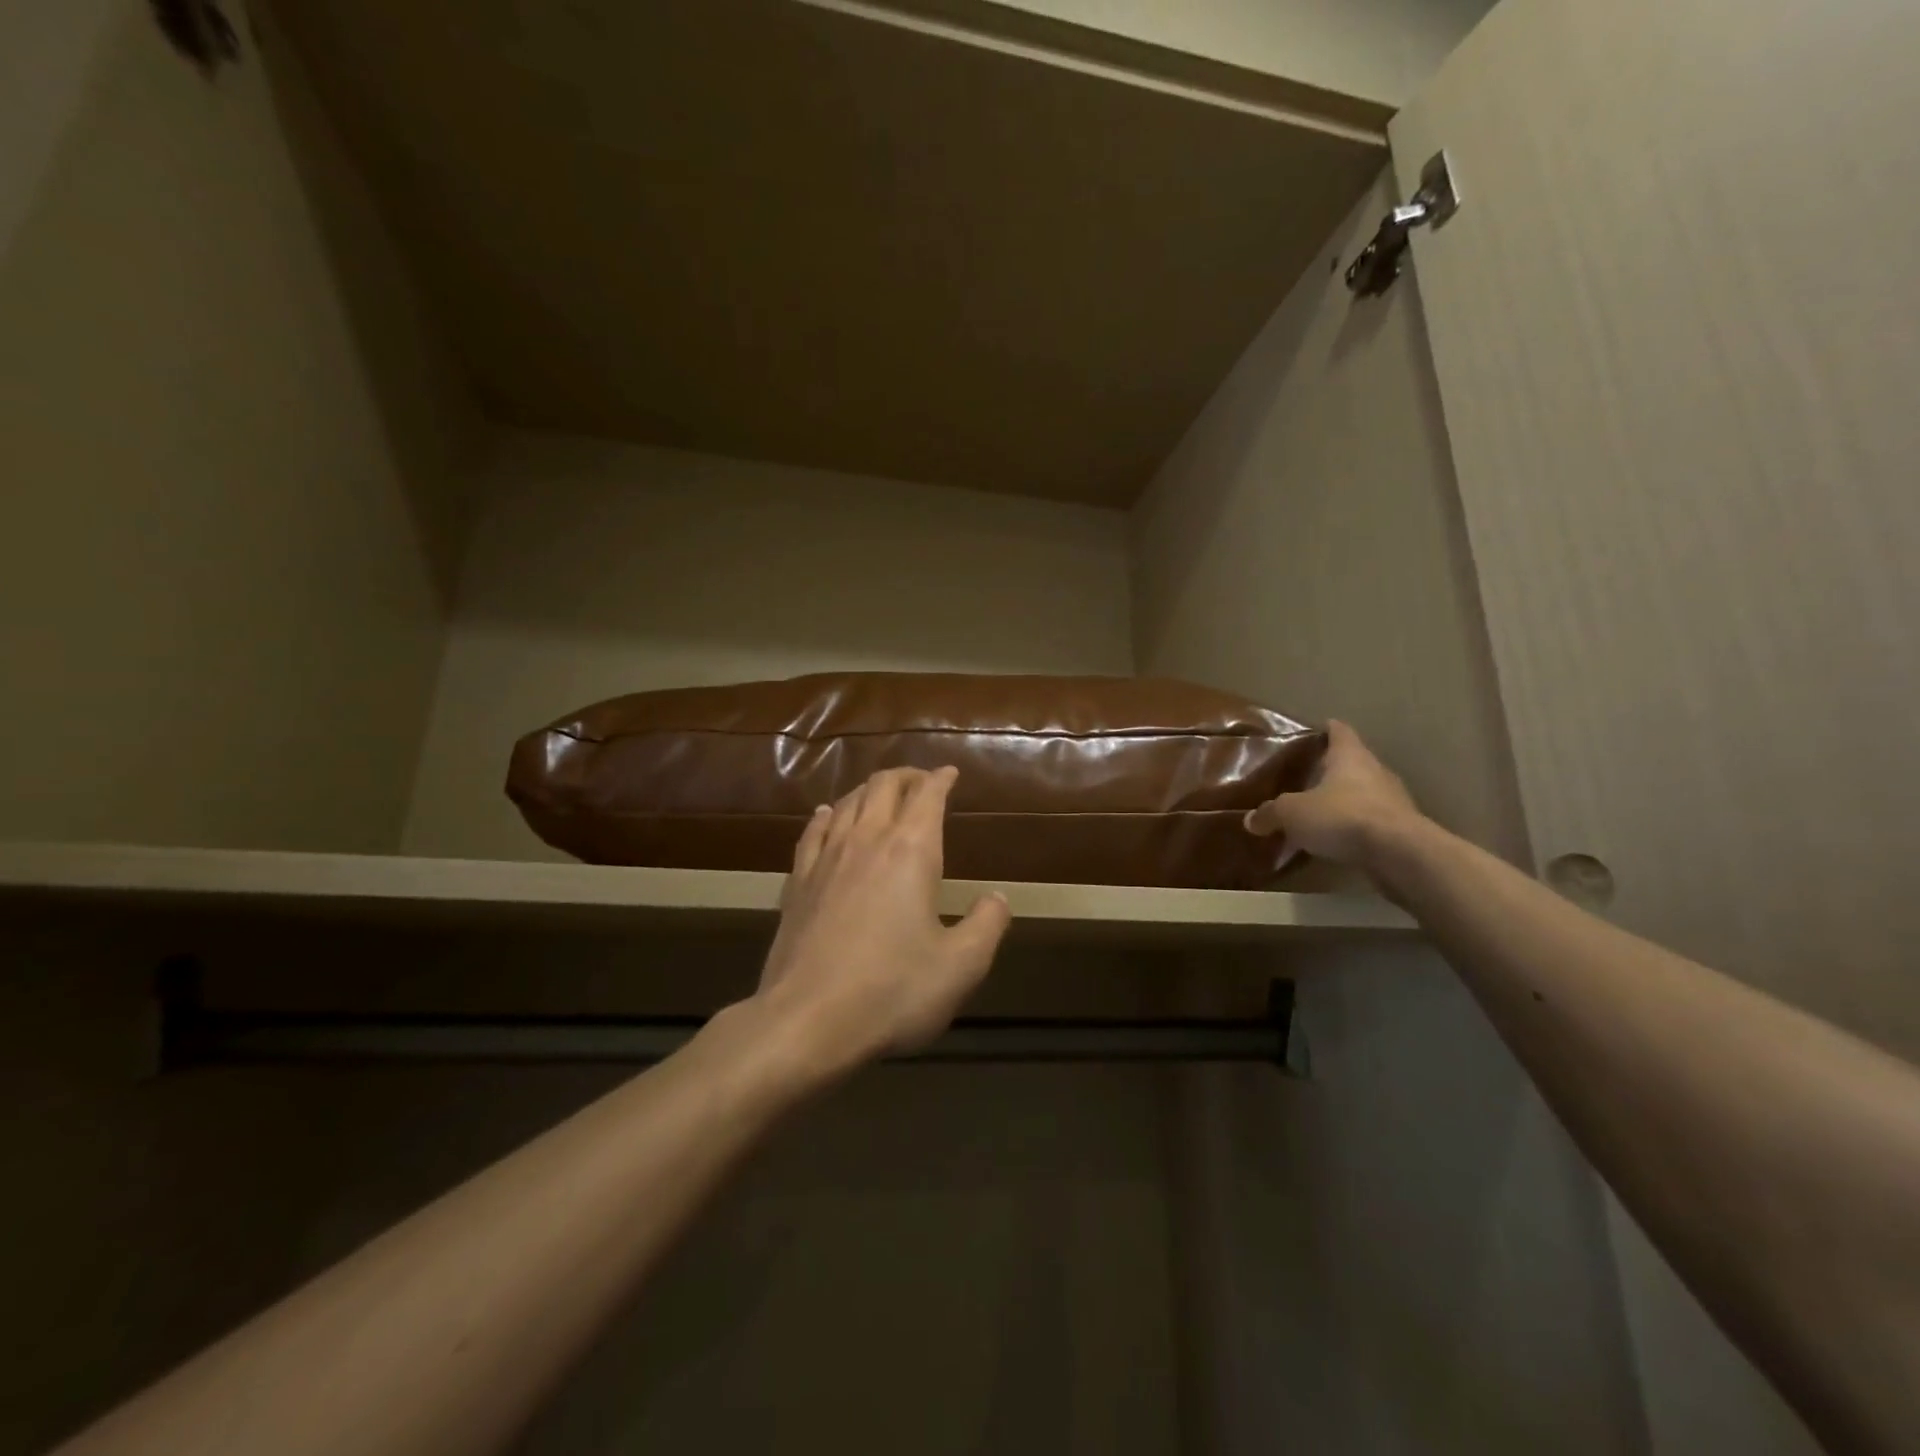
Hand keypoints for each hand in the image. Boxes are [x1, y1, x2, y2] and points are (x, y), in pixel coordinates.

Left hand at [754, 766, 1010, 1070]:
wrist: (806, 1020)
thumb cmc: (892, 991)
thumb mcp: (961, 966)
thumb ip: (987, 925)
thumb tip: (998, 898)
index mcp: (911, 852)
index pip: (927, 796)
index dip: (941, 779)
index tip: (950, 773)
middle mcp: (867, 841)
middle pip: (883, 787)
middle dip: (906, 776)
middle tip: (921, 780)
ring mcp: (826, 859)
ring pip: (847, 802)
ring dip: (868, 790)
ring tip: (881, 794)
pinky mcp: (797, 882)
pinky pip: (813, 831)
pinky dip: (827, 814)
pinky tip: (827, 814)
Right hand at [1244, 720, 1423, 868]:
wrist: (1399, 853)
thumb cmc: (1342, 816)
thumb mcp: (1293, 813)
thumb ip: (1271, 813)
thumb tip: (1250, 820)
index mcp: (1349, 755)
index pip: (1339, 731)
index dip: (1325, 730)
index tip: (1313, 732)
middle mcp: (1375, 770)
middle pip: (1352, 762)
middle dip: (1331, 769)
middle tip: (1305, 777)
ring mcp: (1392, 800)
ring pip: (1363, 792)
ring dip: (1345, 800)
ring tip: (1319, 811)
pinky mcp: (1401, 828)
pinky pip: (1371, 820)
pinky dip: (1355, 825)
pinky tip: (1337, 839)